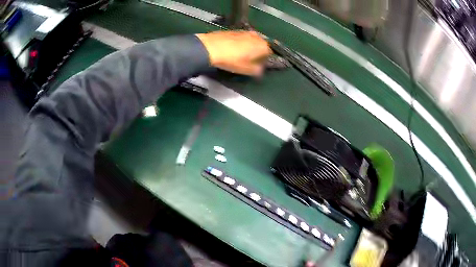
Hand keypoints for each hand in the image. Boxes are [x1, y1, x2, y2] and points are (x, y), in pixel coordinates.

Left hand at [196, 30, 272, 75]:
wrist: (210, 47)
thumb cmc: (231, 60)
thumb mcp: (246, 69)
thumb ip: (257, 70)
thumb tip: (260, 70)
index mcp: (262, 45)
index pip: (269, 53)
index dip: (264, 60)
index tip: (258, 65)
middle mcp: (256, 36)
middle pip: (260, 45)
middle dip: (257, 52)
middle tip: (249, 60)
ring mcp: (245, 32)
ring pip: (251, 40)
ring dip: (248, 47)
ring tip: (239, 55)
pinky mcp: (234, 30)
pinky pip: (241, 38)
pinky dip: (239, 43)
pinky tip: (232, 49)